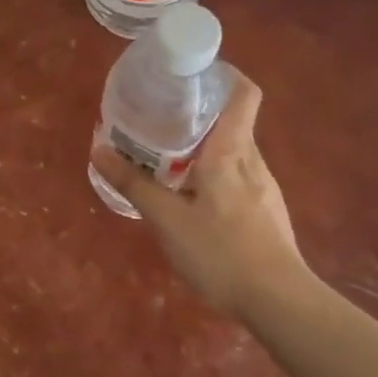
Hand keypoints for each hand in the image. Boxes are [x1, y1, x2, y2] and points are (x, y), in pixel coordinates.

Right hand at [91, 76, 313, 317]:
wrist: (280, 303)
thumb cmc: (222, 252)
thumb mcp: (167, 219)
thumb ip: (134, 184)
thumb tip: (98, 150)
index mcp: (231, 151)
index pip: (244, 94)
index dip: (225, 75)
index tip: (194, 73)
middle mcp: (253, 161)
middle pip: (233, 121)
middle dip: (199, 114)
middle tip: (161, 116)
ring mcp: (264, 188)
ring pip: (234, 152)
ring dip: (205, 147)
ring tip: (169, 156)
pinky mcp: (267, 212)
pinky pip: (238, 177)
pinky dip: (214, 173)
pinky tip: (192, 198)